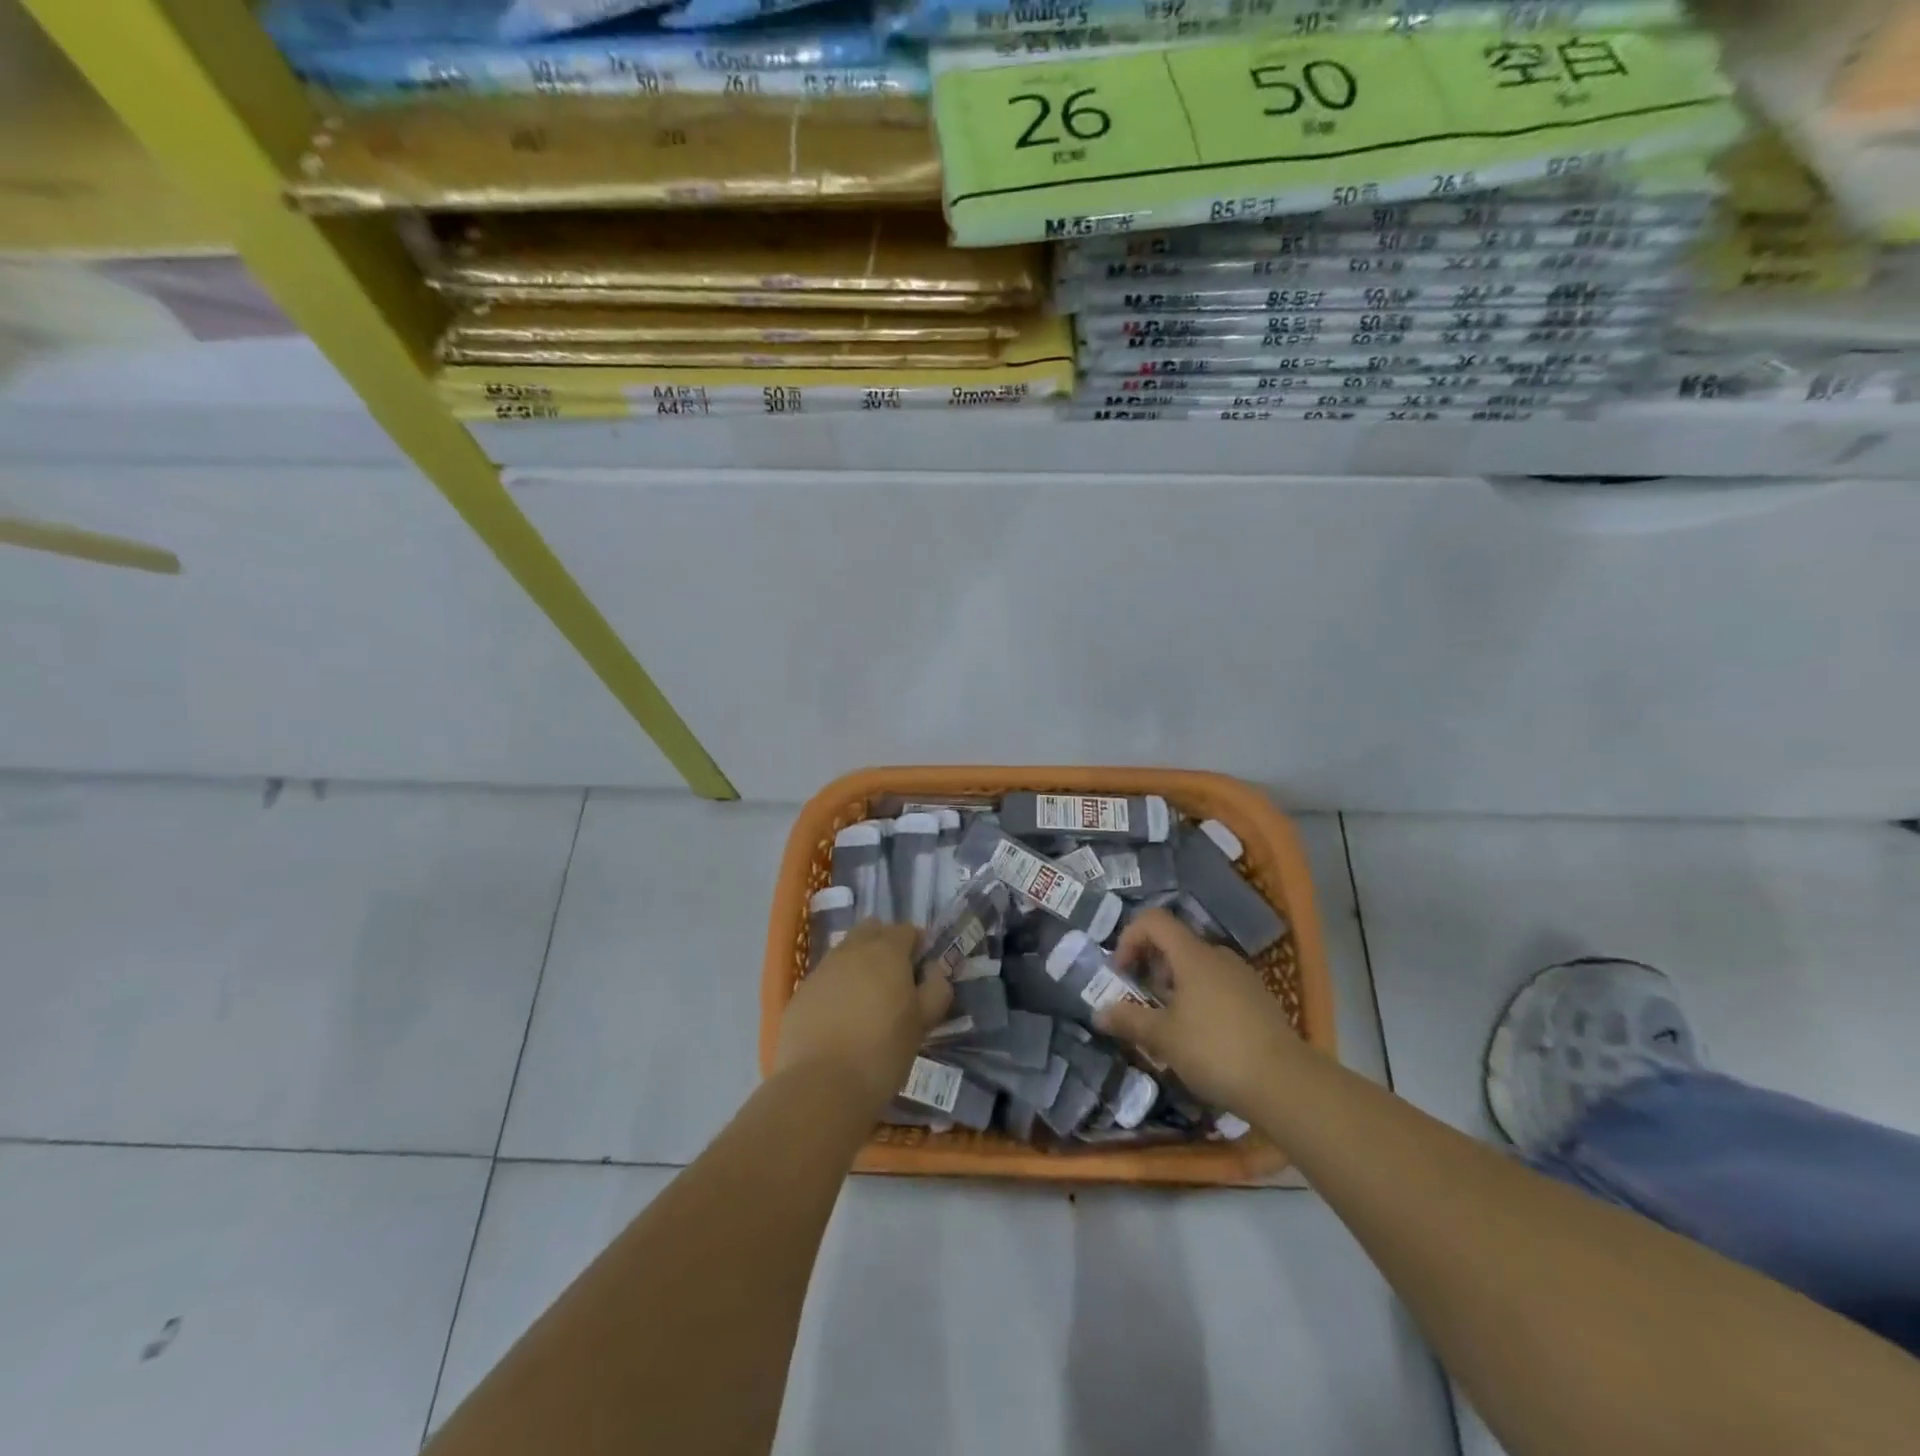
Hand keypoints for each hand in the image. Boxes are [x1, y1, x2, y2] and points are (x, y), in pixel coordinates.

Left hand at [774, 922, 953, 1114]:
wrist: (821, 1087)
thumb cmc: (882, 1053)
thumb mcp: (922, 1024)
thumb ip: (935, 990)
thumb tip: (933, 971)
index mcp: (887, 951)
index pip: (906, 930)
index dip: (917, 946)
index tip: (921, 973)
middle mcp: (852, 950)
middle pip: (872, 930)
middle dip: (885, 945)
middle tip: (894, 981)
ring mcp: (822, 969)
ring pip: (846, 952)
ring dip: (859, 965)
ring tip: (866, 1002)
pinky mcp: (800, 992)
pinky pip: (825, 978)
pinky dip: (836, 987)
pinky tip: (840, 1019)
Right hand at [1098, 909, 1298, 1116]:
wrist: (1287, 1085)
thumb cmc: (1215, 1050)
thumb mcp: (1163, 1038)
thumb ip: (1129, 1020)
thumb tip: (1099, 1013)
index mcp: (1193, 955)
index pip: (1154, 921)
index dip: (1129, 938)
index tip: (1121, 973)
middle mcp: (1219, 957)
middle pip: (1176, 944)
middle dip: (1152, 968)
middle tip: (1143, 1003)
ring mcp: (1243, 978)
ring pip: (1198, 968)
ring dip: (1175, 987)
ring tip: (1169, 1026)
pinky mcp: (1259, 1001)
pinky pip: (1219, 987)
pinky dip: (1200, 1001)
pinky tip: (1200, 1039)